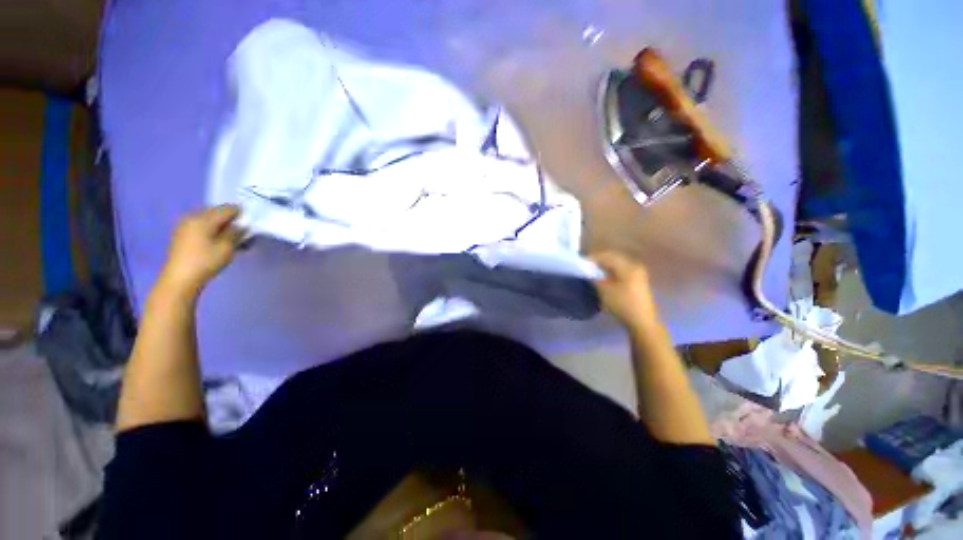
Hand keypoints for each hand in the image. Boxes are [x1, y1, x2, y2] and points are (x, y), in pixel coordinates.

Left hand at [158, 205, 243, 295]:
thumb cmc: (206, 261)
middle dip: (231, 221)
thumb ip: (236, 233)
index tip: (252, 222)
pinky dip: (214, 232)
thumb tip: (242, 226)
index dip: (241, 214)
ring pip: (210, 221)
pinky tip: (221, 242)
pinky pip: (202, 228)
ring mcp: (186, 227)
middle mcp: (193, 218)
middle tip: (244, 232)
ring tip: (235, 239)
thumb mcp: (227, 247)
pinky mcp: (183, 236)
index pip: (227, 209)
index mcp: (203, 218)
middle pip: (217, 213)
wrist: (180, 279)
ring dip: (223, 227)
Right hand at [589, 250, 660, 328]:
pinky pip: (621, 269)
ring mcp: (638, 272)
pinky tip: (603, 276)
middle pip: (613, 257)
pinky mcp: (637, 280)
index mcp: (627, 266)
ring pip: (616, 263)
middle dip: (598, 260)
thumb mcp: (604, 290)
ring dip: (604, 265)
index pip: (606, 255)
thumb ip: (594, 277)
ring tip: (592, 270)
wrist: (642, 322)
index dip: (592, 257)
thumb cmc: (622, 304)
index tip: (580, 262)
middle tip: (585, 265)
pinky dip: (610, 270)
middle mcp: (634, 265)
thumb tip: (586, 269)